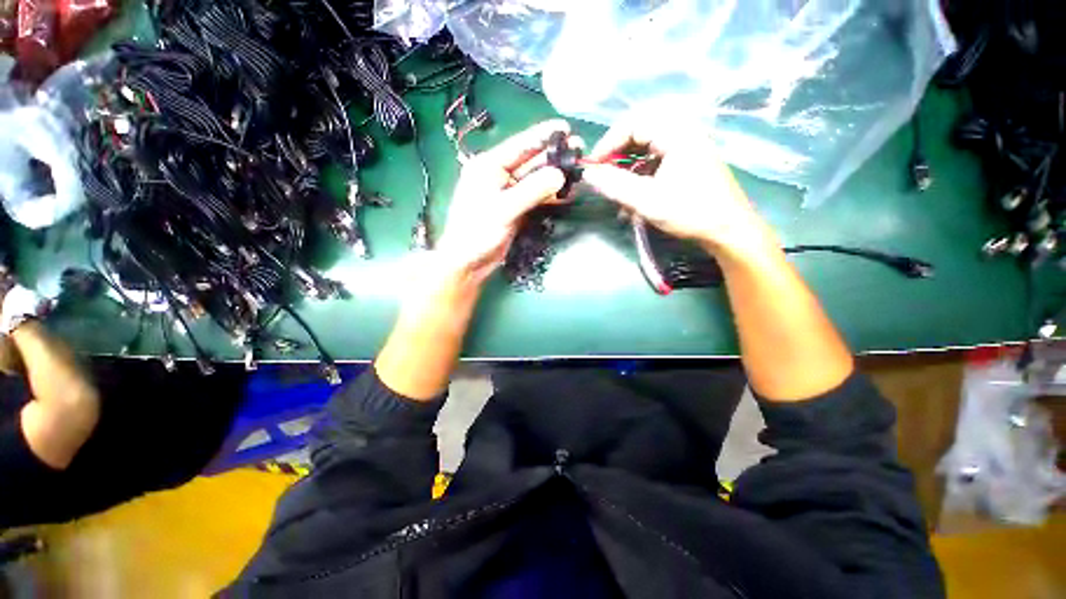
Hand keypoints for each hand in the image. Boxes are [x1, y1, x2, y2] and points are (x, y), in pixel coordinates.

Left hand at [436, 119, 577, 280]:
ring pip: (536, 180)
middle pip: (531, 162)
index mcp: (489, 166)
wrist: (469, 262)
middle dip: (554, 156)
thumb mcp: (504, 209)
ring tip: (579, 170)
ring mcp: (509, 193)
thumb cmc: (478, 232)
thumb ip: (532, 191)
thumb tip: (560, 175)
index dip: (543, 135)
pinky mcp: (516, 209)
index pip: (520, 145)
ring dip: (555, 177)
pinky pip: (536, 198)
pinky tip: (567, 193)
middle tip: (580, 150)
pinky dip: (550, 196)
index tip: (566, 127)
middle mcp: (499, 176)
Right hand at [581, 120, 774, 256]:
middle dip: (617, 160)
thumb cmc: (690, 212)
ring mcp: (685, 151)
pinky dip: (640, 182)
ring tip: (618, 198)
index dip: (608, 144)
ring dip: (627, 175)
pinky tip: (633, 205)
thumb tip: (588, 174)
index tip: (593, 166)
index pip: (632, 124)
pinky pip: (655, 166)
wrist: (728, 231)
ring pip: (645, 154)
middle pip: (638, 137)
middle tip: (603, 179)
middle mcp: (682, 135)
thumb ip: (614, 185)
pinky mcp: (686, 166)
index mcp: (676, 134)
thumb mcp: (647, 200)